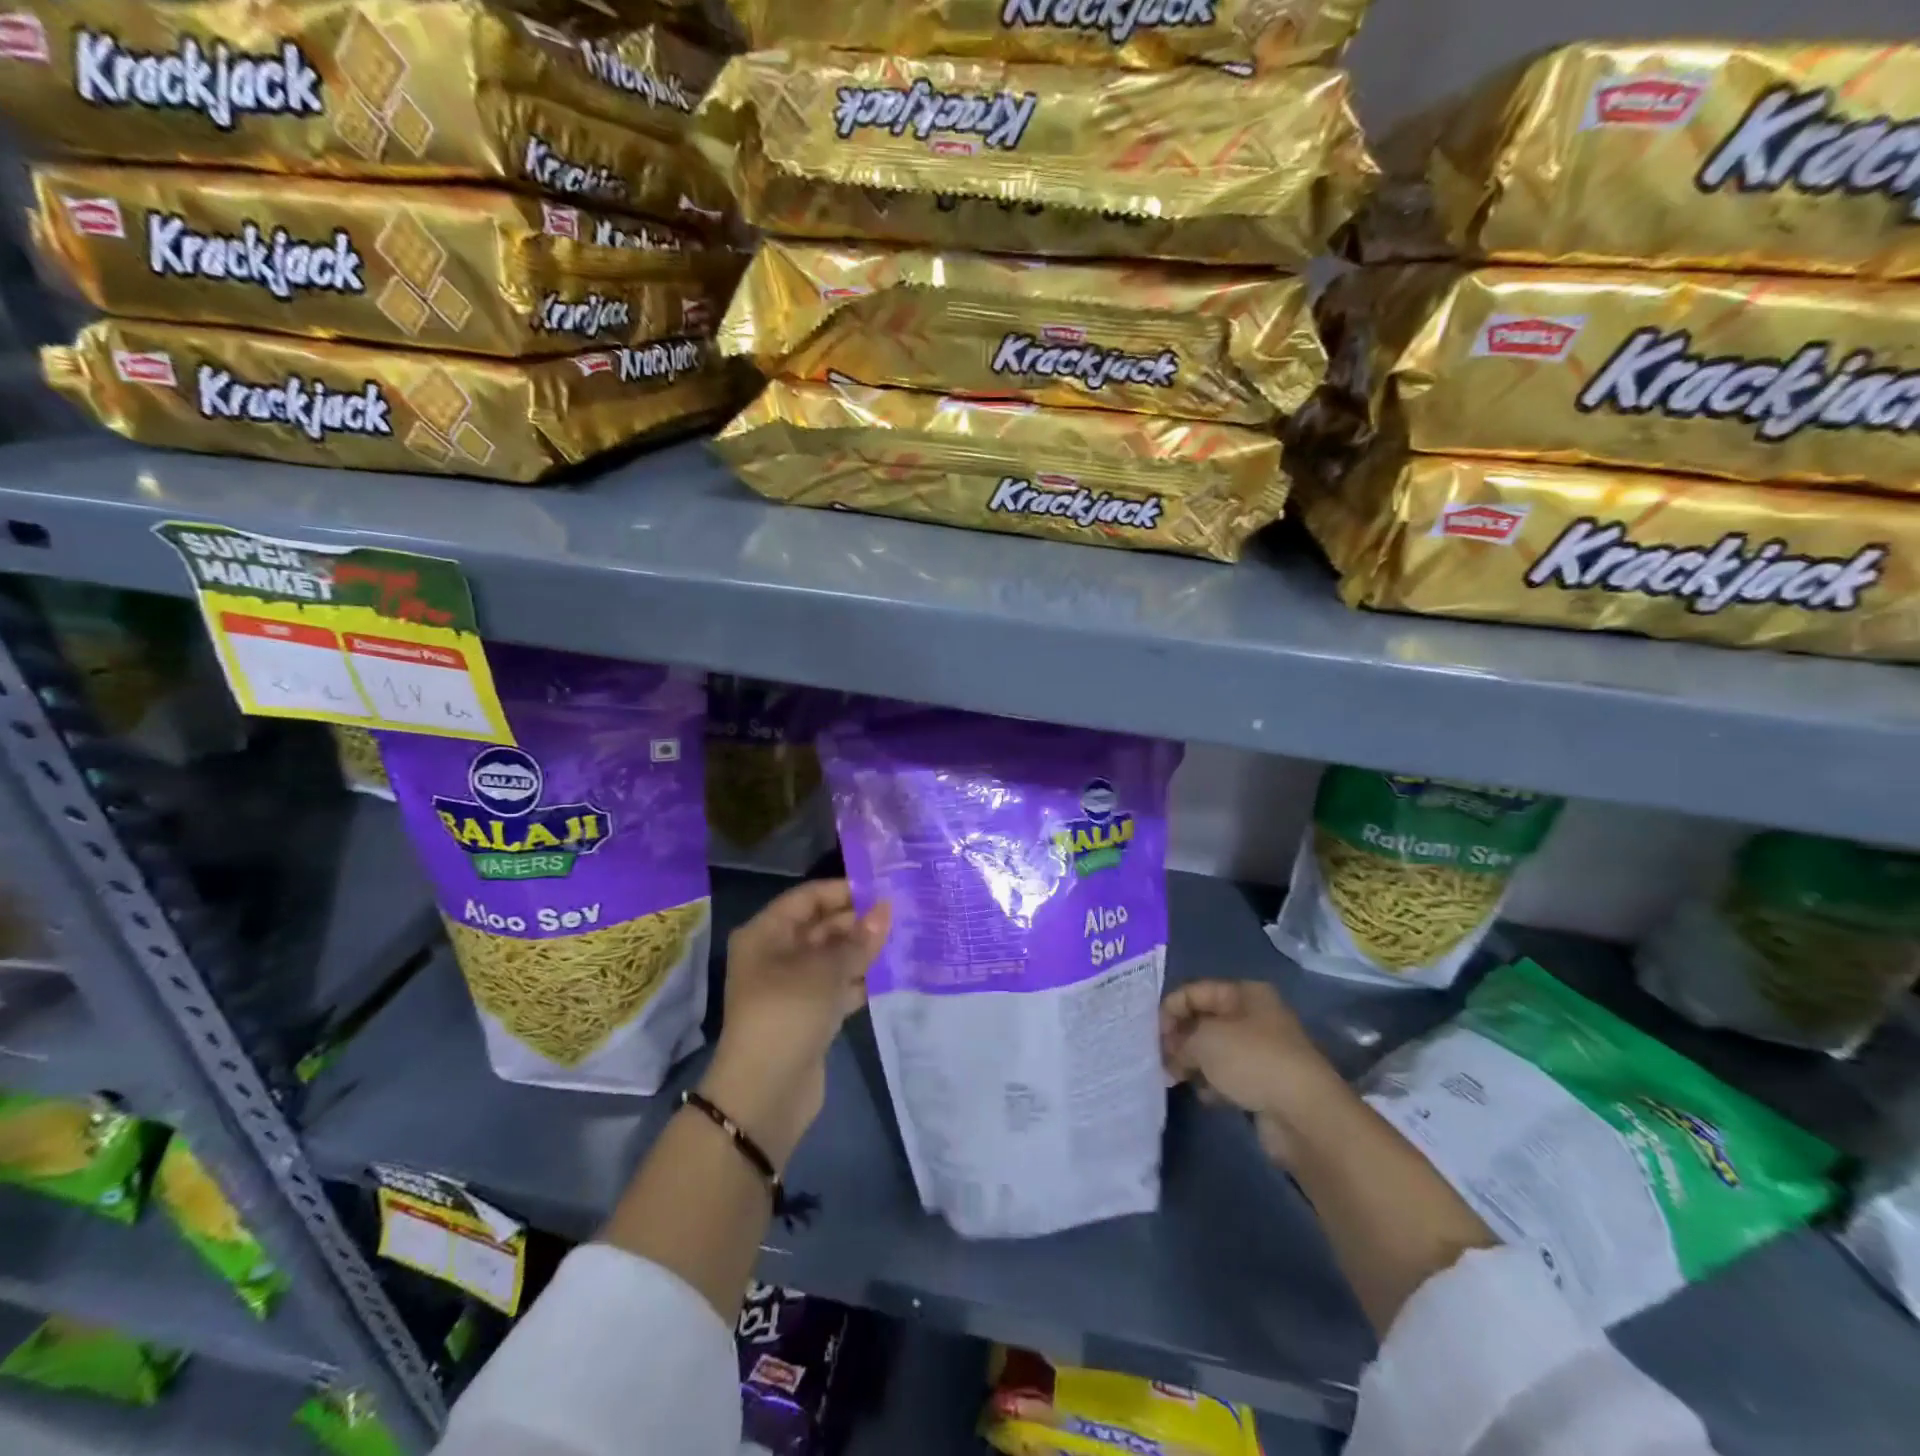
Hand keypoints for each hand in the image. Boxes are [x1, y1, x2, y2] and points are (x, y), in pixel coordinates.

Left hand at [702, 880, 890, 1168]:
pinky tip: (893, 973)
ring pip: (832, 958)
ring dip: (864, 951)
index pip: (807, 898)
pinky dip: (861, 980)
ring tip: (905, 938)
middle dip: (858, 921)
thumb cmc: (788, 1013)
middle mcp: (776, 955)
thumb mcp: (825, 971)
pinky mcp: (809, 1015)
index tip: (883, 888)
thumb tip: (886, 909)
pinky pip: (838, 986)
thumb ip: (859, 940)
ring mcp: (792, 987)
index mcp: (766, 934)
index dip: (843, 891)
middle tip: (902, 914)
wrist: (765, 1093)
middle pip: (821, 927)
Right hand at [1159, 980, 1350, 1163]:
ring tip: (1174, 1078)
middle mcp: (1255, 1017)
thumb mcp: (1204, 1041)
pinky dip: (1212, 1084)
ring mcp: (1262, 1052)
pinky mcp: (1264, 1084)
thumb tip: (1170, 1054)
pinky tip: (1203, 1096)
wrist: (1305, 1115)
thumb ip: (1179, 1041)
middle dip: (1179, 1038)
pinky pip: (1228, 1077)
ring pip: (1215, 1051)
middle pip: (1205, 1020)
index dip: (1170, 1009)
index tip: (1152, 1034)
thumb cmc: (1253, 1061)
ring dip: (1193, 1063)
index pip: (1195, 991)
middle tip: (1160, 1058)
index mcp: (1245, 993)